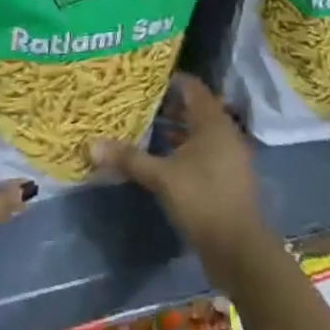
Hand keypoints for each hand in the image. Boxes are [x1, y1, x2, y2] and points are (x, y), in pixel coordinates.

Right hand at [91, 75, 269, 282]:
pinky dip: (185, 149)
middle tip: (140, 103)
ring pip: (200, 132)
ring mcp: (229, 156)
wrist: (239, 249)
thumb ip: (129, 158)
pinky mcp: (228, 177)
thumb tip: (91, 145)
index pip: (193, 87)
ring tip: (146, 128)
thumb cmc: (202, 200)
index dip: (170, 81)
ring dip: (177, 129)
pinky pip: (204, 151)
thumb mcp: (161, 178)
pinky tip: (163, 158)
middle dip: (170, 105)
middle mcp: (225, 133)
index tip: (145, 80)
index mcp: (213, 122)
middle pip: (196, 108)